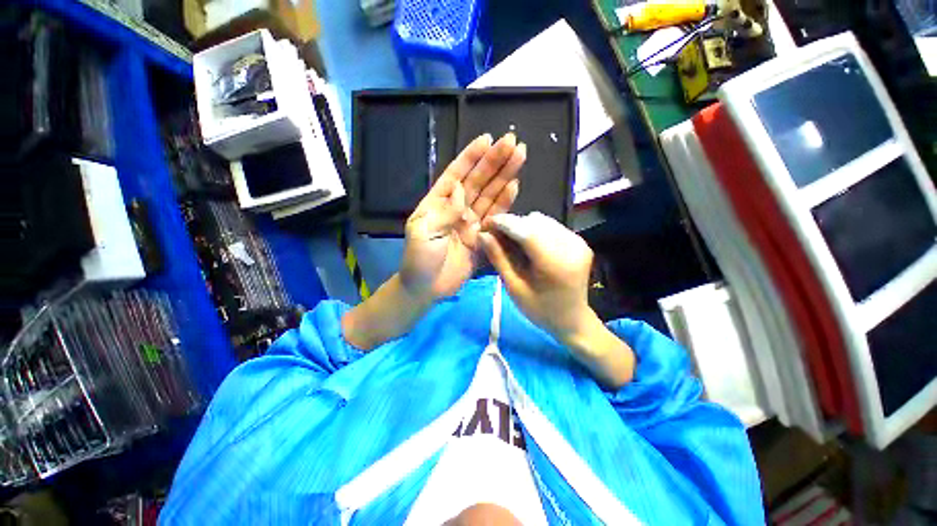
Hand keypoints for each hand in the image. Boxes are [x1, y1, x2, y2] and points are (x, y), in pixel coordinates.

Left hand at [400, 133, 525, 300]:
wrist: (427, 288)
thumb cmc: (418, 260)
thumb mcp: (423, 232)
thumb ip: (443, 211)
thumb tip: (461, 188)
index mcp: (438, 203)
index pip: (456, 174)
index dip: (471, 157)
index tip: (487, 139)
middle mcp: (457, 208)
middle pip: (478, 181)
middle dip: (495, 161)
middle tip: (514, 142)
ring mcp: (471, 222)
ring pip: (490, 195)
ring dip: (504, 177)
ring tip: (520, 157)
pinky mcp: (482, 237)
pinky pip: (495, 218)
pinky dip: (505, 203)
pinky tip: (515, 187)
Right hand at [480, 212, 634, 387]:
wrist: (572, 319)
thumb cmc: (540, 309)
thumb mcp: (514, 287)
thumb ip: (498, 258)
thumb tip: (482, 235)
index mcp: (554, 262)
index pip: (525, 231)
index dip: (503, 223)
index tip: (485, 224)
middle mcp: (570, 246)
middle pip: (533, 222)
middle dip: (511, 225)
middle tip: (495, 236)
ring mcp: (578, 241)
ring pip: (542, 220)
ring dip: (522, 226)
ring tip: (510, 241)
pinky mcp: (579, 241)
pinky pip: (551, 226)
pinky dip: (535, 230)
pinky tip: (527, 244)